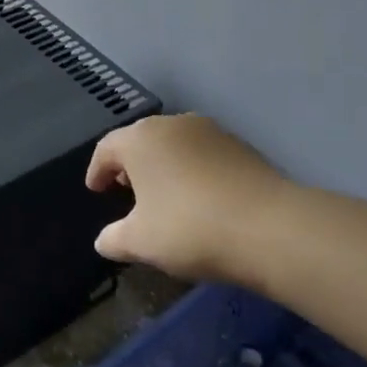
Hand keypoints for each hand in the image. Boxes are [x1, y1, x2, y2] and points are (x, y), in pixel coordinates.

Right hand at [85, 114, 288, 286]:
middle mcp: (172, 125)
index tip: (96, 190)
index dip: (97, 170)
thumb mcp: (140, 242)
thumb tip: (103, 241)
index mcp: (139, 139)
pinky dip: (193, 170)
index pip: (107, 148)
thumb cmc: (189, 228)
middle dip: (130, 164)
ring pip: (174, 144)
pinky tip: (199, 198)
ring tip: (164, 194)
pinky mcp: (242, 146)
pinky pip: (203, 154)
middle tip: (126, 190)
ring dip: (164, 165)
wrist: (270, 228)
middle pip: (141, 140)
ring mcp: (211, 131)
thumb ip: (114, 239)